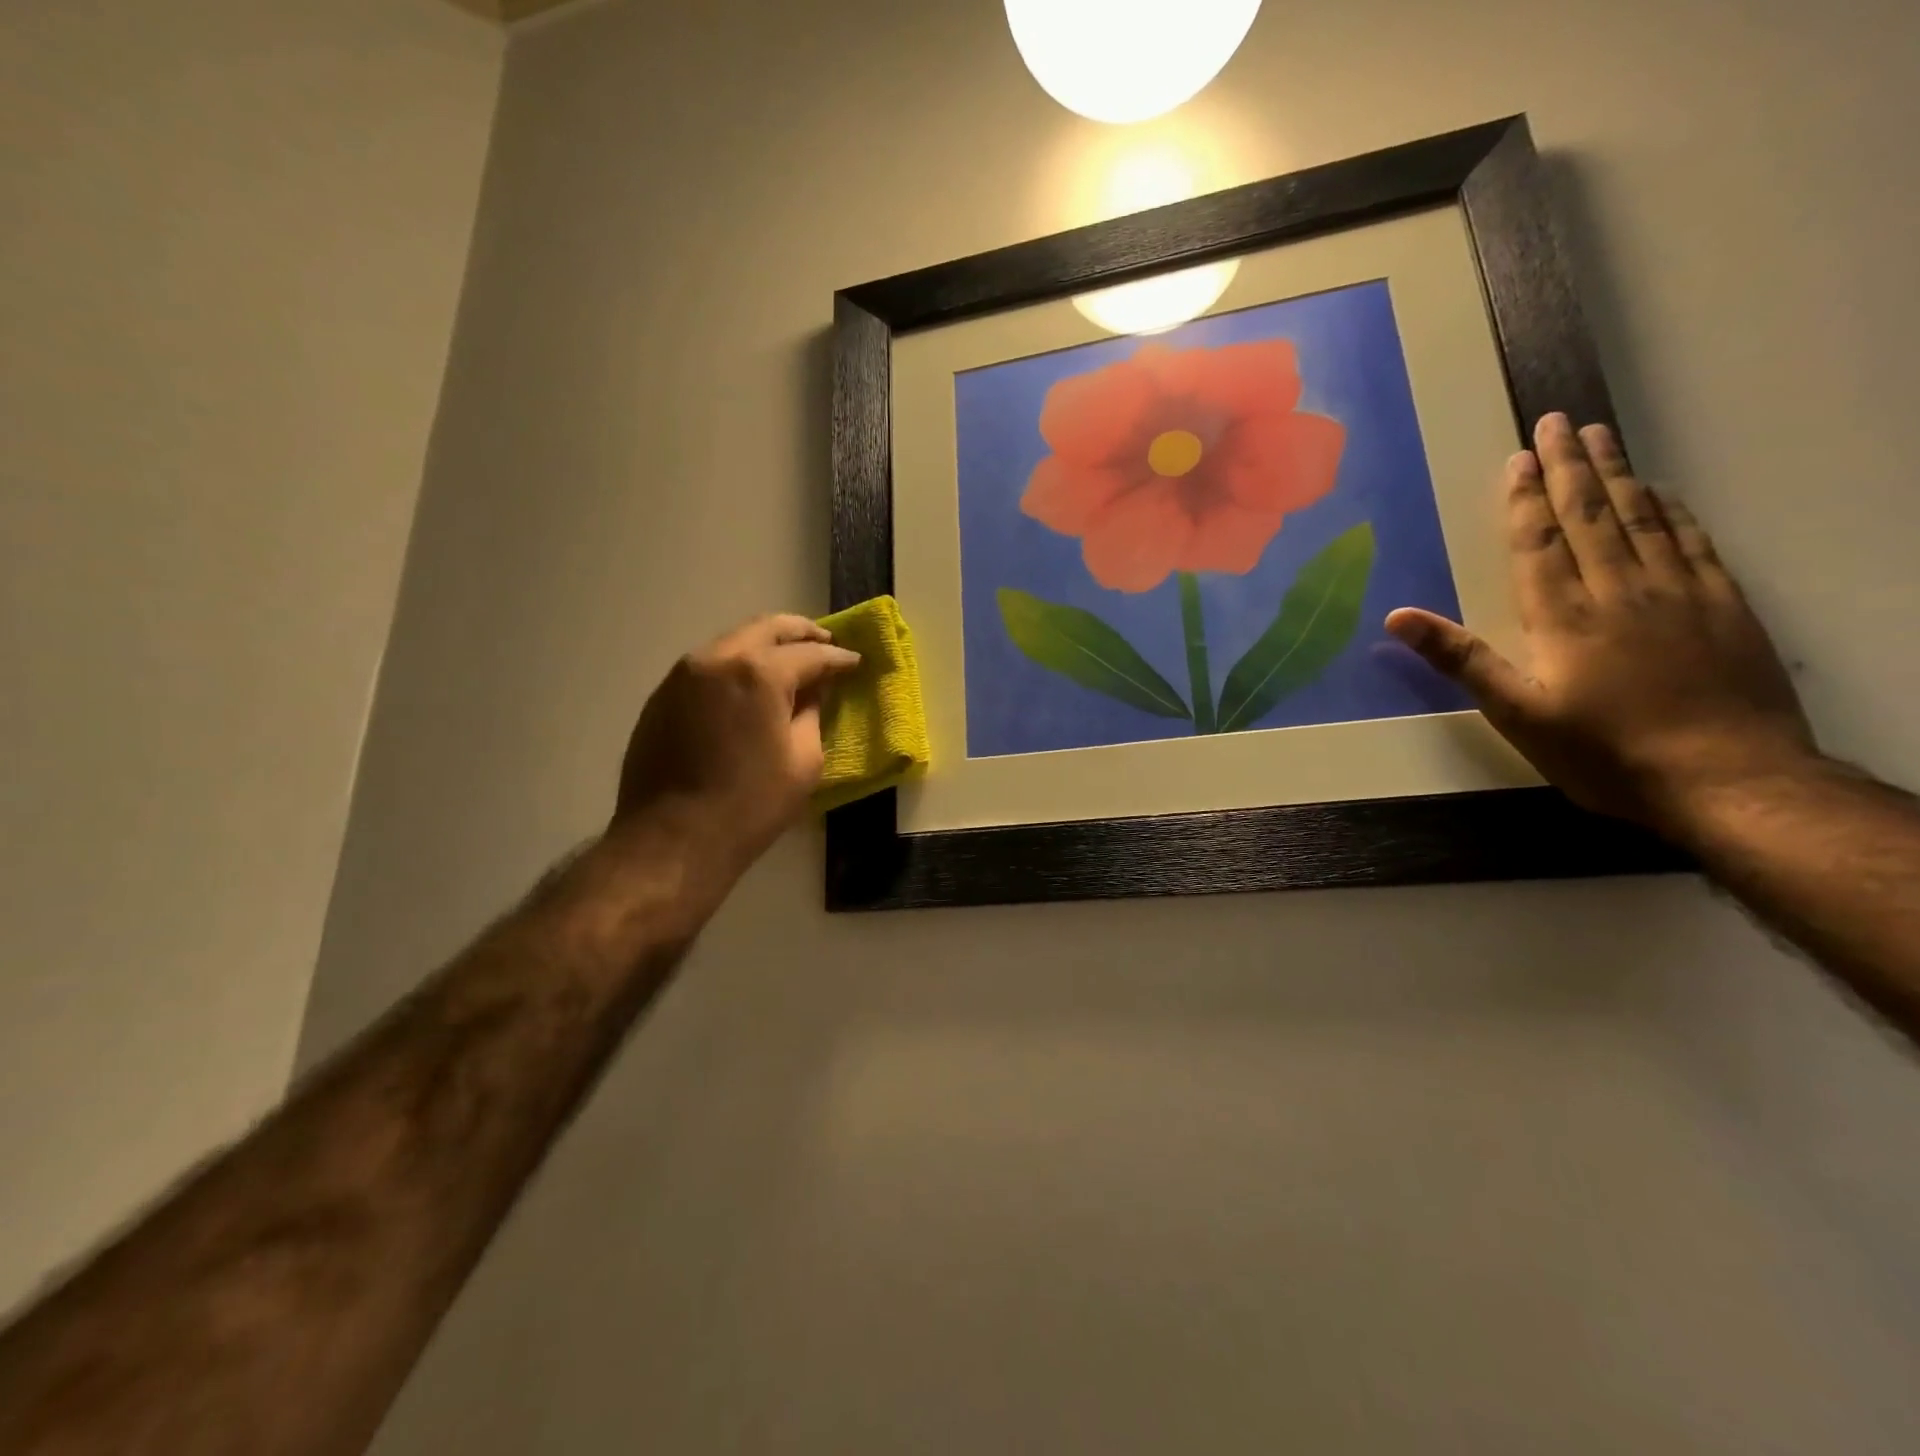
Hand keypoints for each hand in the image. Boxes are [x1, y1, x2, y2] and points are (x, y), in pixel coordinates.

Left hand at [614, 614, 859, 868]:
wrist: (672, 839)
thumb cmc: (750, 805)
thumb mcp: (803, 761)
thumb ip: (812, 714)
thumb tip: (813, 691)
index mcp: (759, 673)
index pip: (810, 654)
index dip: (838, 658)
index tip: (855, 662)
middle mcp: (718, 658)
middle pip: (767, 629)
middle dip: (801, 633)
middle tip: (826, 642)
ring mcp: (684, 673)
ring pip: (734, 641)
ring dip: (766, 645)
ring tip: (790, 662)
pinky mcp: (663, 694)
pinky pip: (710, 664)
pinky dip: (737, 665)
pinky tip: (750, 686)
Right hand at [1386, 413, 1814, 830]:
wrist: (1728, 779)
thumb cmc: (1604, 752)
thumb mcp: (1517, 714)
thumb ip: (1461, 659)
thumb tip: (1396, 617)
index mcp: (1564, 616)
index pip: (1539, 542)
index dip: (1525, 498)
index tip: (1518, 457)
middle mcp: (1620, 590)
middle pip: (1590, 515)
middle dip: (1569, 466)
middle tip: (1557, 422)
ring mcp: (1679, 592)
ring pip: (1642, 517)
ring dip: (1616, 474)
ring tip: (1599, 436)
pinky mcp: (1724, 605)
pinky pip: (1693, 540)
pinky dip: (1671, 509)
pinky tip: (1659, 492)